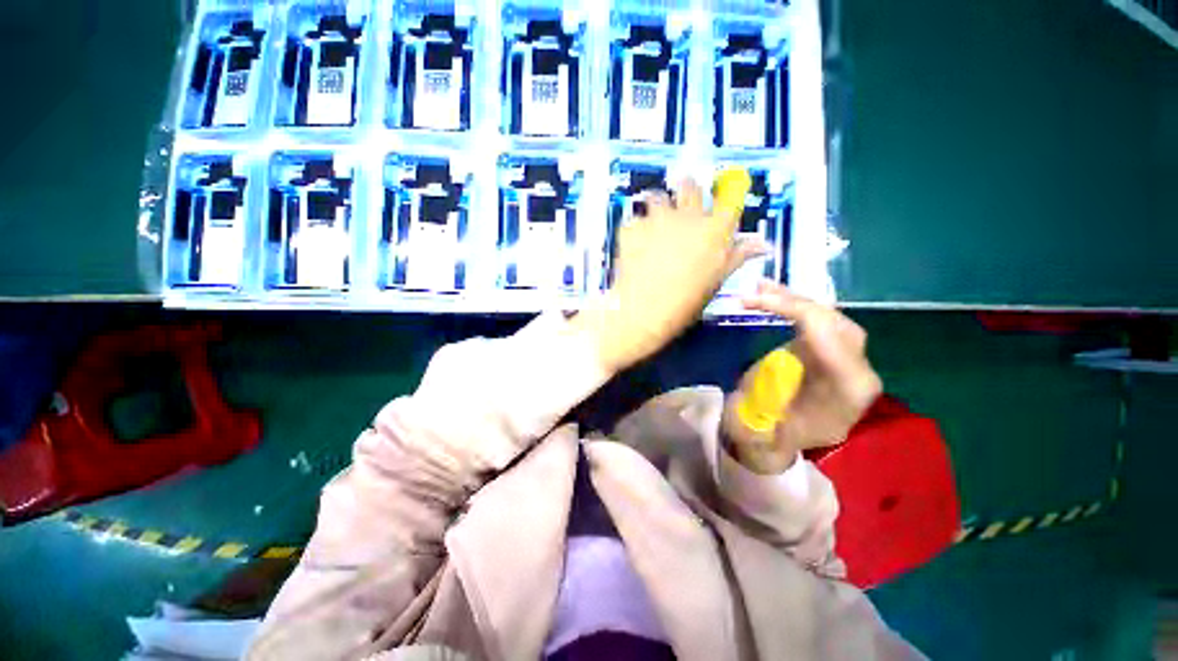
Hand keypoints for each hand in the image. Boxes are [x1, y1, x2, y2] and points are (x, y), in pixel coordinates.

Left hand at [573, 176, 763, 372]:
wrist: (643, 311)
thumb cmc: (684, 303)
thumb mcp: (715, 281)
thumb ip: (736, 257)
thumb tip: (761, 245)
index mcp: (714, 231)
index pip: (728, 201)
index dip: (722, 202)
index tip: (714, 208)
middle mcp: (688, 216)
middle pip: (690, 187)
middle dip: (687, 192)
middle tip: (680, 209)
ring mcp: (657, 219)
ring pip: (658, 197)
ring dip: (658, 206)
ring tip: (654, 225)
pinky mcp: (633, 227)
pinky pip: (635, 220)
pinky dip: (636, 229)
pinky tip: (634, 246)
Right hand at [722, 282, 882, 473]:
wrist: (773, 443)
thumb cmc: (764, 437)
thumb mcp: (757, 426)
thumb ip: (766, 400)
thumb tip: (763, 381)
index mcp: (846, 392)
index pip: (831, 336)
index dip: (794, 311)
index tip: (754, 301)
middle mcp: (856, 373)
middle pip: (835, 321)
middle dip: (793, 301)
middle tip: (755, 291)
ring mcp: (845, 362)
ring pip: (829, 317)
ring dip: (793, 300)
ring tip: (760, 287)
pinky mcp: (829, 355)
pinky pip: (819, 323)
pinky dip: (795, 307)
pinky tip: (773, 298)